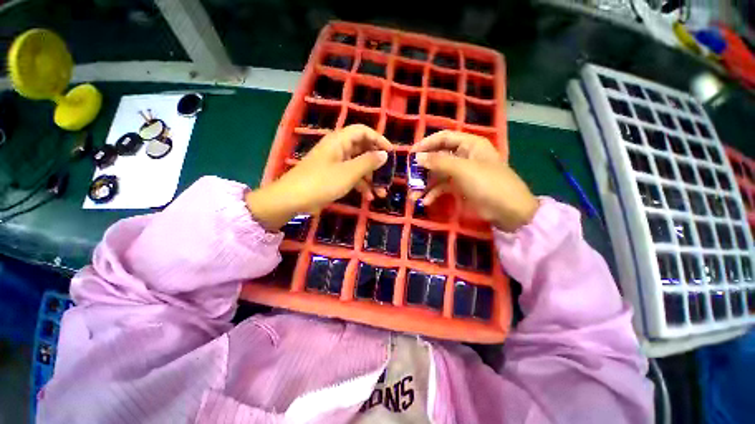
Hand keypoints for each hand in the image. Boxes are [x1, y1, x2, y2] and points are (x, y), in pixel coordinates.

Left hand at [246, 125, 391, 230]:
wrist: (292, 199)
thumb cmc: (321, 182)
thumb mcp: (348, 173)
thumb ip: (368, 162)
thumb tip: (384, 154)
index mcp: (339, 141)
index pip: (363, 131)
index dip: (379, 139)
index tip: (391, 153)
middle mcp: (338, 149)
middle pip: (362, 150)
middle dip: (376, 164)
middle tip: (387, 176)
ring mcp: (335, 163)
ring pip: (358, 165)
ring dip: (370, 178)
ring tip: (381, 193)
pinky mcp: (332, 176)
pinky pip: (350, 176)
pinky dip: (360, 185)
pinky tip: (368, 197)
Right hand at [410, 131, 538, 231]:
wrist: (508, 211)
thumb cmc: (488, 183)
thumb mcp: (463, 170)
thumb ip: (439, 162)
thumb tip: (417, 157)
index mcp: (470, 144)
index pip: (444, 138)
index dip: (426, 144)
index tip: (411, 154)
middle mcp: (464, 156)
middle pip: (438, 157)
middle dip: (423, 169)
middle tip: (410, 178)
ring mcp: (461, 173)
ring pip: (438, 174)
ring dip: (425, 185)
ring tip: (414, 196)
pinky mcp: (460, 188)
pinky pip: (442, 187)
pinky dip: (433, 194)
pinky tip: (426, 202)